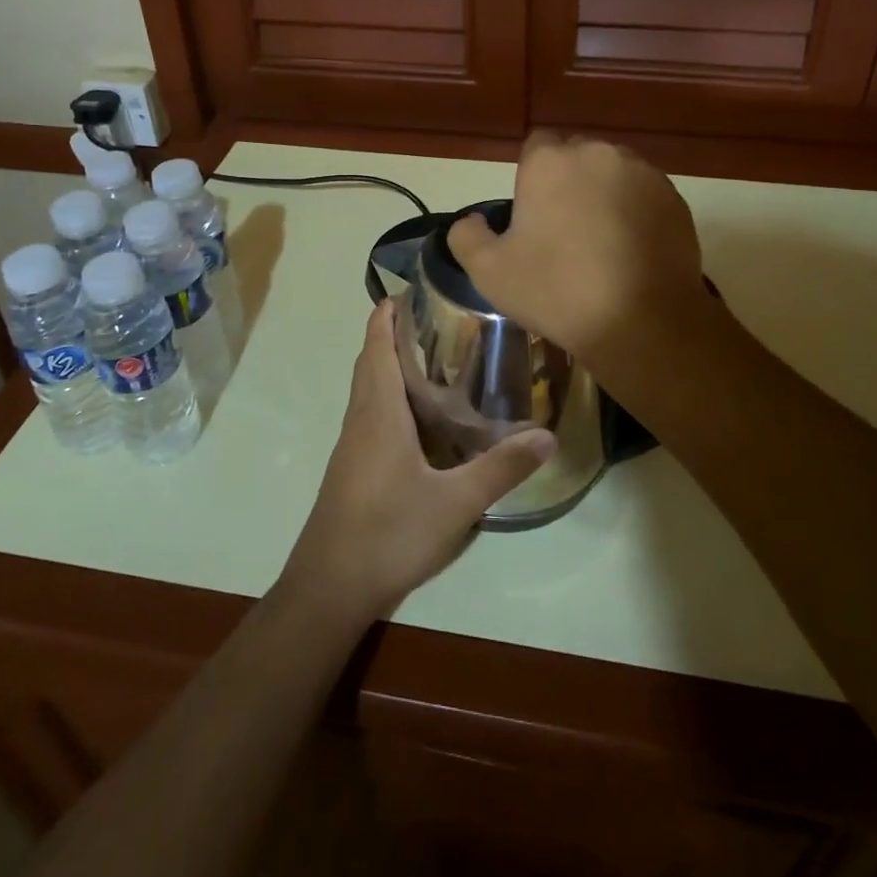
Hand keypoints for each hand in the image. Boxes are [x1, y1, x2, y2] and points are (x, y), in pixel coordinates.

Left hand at [283, 300, 554, 621]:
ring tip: (435, 357)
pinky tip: (420, 417)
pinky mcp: (352, 467)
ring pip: (368, 387)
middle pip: (370, 360)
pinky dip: (390, 395)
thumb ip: (500, 468)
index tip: (413, 289)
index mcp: (378, 411)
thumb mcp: (455, 503)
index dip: (387, 313)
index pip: (376, 345)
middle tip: (438, 318)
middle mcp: (360, 418)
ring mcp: (352, 444)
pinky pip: (370, 413)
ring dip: (390, 363)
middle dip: (393, 332)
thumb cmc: (388, 534)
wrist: (329, 588)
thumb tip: (548, 435)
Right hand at [446, 131, 710, 378]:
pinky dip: (636, 212)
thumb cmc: (556, 290)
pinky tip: (631, 251)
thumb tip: (473, 221)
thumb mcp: (489, 272)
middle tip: (564, 231)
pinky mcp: (674, 198)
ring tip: (602, 242)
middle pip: (577, 157)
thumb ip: (467, 236)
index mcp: (549, 162)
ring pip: (613, 174)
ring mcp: (642, 173)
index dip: (532, 177)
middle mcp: (597, 153)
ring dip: (604, 194)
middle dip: (569, 182)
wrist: (641, 321)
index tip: (534, 214)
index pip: (536, 146)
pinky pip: (645, 195)